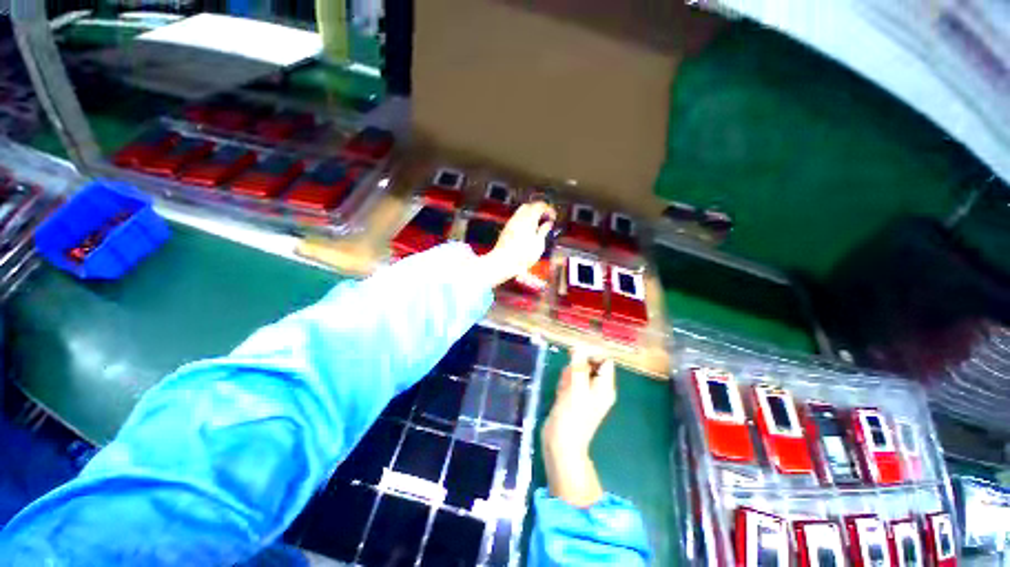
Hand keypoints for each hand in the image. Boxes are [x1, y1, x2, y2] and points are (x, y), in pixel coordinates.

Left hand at [478, 202, 555, 286]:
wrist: (502, 262)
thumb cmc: (522, 256)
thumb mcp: (538, 245)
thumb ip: (544, 231)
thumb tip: (548, 223)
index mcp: (529, 219)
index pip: (540, 206)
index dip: (549, 210)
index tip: (553, 217)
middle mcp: (518, 218)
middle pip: (530, 205)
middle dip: (539, 209)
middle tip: (546, 218)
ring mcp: (511, 223)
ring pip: (521, 211)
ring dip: (531, 214)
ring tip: (538, 225)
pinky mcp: (506, 229)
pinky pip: (516, 218)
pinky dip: (524, 220)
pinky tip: (528, 230)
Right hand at [541, 350, 616, 507]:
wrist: (561, 446)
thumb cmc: (572, 417)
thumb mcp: (576, 388)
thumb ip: (579, 366)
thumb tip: (579, 347)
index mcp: (605, 387)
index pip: (605, 361)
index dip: (592, 354)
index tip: (576, 354)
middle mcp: (598, 389)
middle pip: (590, 365)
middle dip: (577, 367)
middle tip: (569, 377)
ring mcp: (585, 394)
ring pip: (578, 373)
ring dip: (569, 375)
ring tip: (564, 388)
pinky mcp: (574, 399)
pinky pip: (571, 382)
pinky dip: (565, 384)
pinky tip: (560, 394)